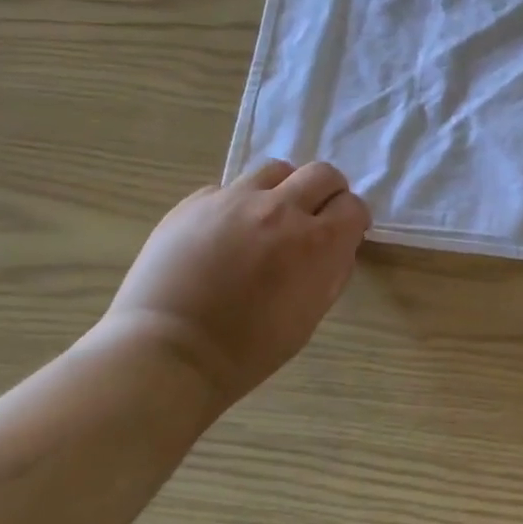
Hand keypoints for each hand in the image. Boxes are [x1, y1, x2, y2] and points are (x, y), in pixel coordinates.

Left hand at [101, 160, 370, 406]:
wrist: (169, 352)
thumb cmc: (248, 349)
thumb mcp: (310, 315)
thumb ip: (331, 272)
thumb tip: (337, 248)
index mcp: (318, 242)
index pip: (353, 206)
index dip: (353, 220)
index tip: (345, 234)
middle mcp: (282, 209)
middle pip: (321, 174)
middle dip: (328, 193)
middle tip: (316, 217)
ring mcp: (235, 200)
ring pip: (276, 170)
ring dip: (284, 189)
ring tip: (270, 216)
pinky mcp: (195, 202)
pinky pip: (229, 188)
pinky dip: (239, 204)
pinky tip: (225, 233)